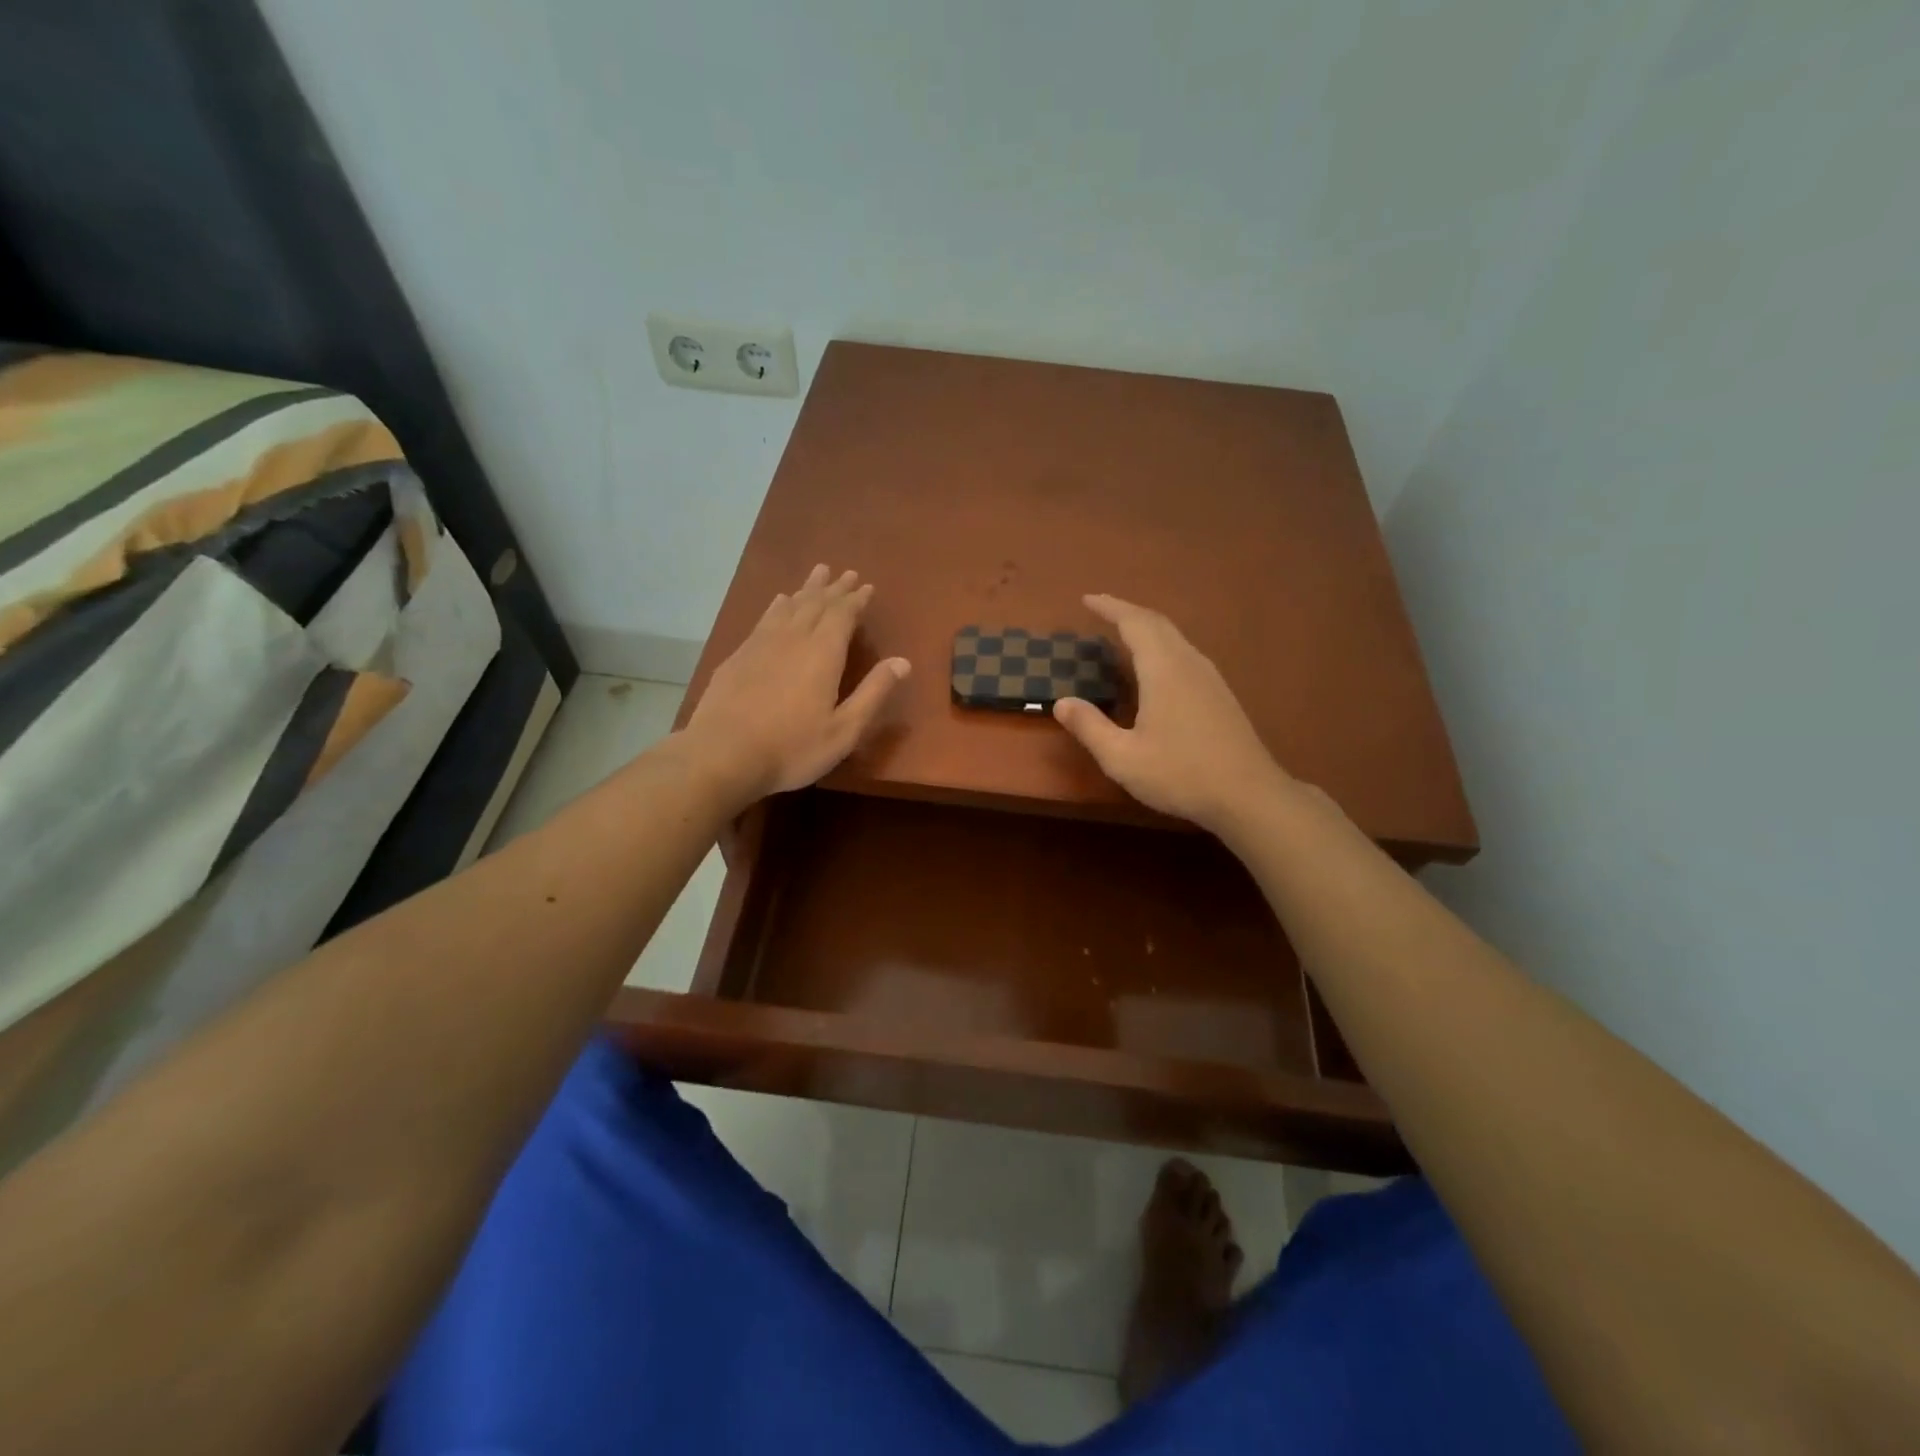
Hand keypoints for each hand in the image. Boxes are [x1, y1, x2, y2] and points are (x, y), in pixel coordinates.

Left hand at [683, 565, 909, 805]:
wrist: (722, 755)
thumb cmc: (792, 748)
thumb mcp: (844, 729)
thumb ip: (873, 693)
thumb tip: (902, 661)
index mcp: (823, 653)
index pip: (843, 614)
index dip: (856, 599)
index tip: (866, 586)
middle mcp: (793, 638)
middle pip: (816, 604)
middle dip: (834, 589)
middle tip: (847, 573)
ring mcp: (761, 644)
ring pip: (789, 606)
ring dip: (807, 590)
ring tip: (817, 573)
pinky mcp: (738, 656)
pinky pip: (764, 619)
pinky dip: (778, 606)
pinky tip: (778, 603)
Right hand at [1053, 594, 1288, 834]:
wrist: (1249, 795)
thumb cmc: (1181, 774)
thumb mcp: (1123, 758)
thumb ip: (1090, 727)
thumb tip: (1062, 703)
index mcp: (1164, 669)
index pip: (1134, 623)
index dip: (1110, 607)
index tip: (1087, 599)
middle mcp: (1188, 663)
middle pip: (1157, 623)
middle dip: (1127, 611)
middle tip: (1101, 610)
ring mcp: (1210, 677)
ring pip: (1175, 637)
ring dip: (1147, 628)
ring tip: (1123, 634)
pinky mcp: (1220, 694)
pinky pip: (1185, 653)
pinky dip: (1162, 646)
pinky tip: (1155, 668)